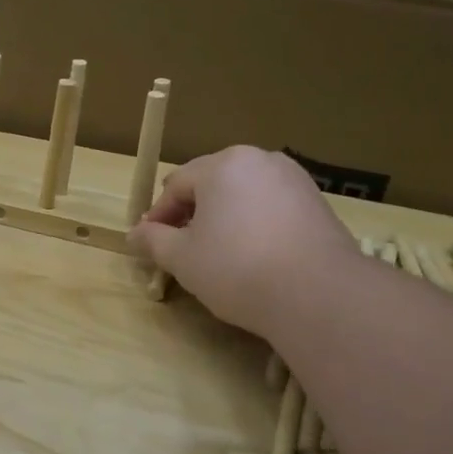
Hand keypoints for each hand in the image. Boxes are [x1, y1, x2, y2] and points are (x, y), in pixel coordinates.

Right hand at [128, 147, 356, 333]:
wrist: (317, 293)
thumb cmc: (236, 268)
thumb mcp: (181, 258)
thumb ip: (153, 240)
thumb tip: (134, 233)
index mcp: (222, 165)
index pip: (176, 184)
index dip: (157, 215)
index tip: (148, 244)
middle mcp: (259, 160)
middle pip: (211, 183)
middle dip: (191, 212)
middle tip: (180, 247)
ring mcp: (294, 179)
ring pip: (243, 194)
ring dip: (223, 218)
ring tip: (215, 253)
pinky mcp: (317, 203)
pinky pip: (270, 207)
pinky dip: (253, 224)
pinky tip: (251, 255)